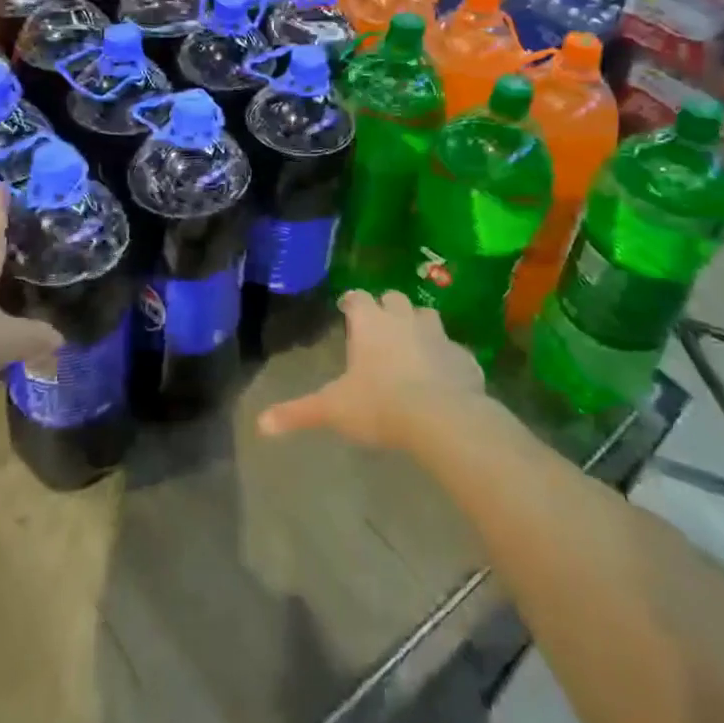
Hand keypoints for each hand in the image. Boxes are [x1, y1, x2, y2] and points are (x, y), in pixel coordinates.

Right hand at [258, 290, 487, 450]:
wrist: (442, 417)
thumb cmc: (380, 404)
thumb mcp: (333, 409)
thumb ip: (298, 413)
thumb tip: (260, 425)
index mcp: (369, 323)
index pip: (356, 298)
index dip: (350, 301)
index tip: (346, 307)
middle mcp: (402, 318)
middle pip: (393, 297)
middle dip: (386, 306)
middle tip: (379, 324)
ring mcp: (437, 334)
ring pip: (426, 314)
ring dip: (417, 323)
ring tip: (411, 341)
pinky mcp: (463, 356)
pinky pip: (453, 349)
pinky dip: (446, 356)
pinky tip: (443, 373)